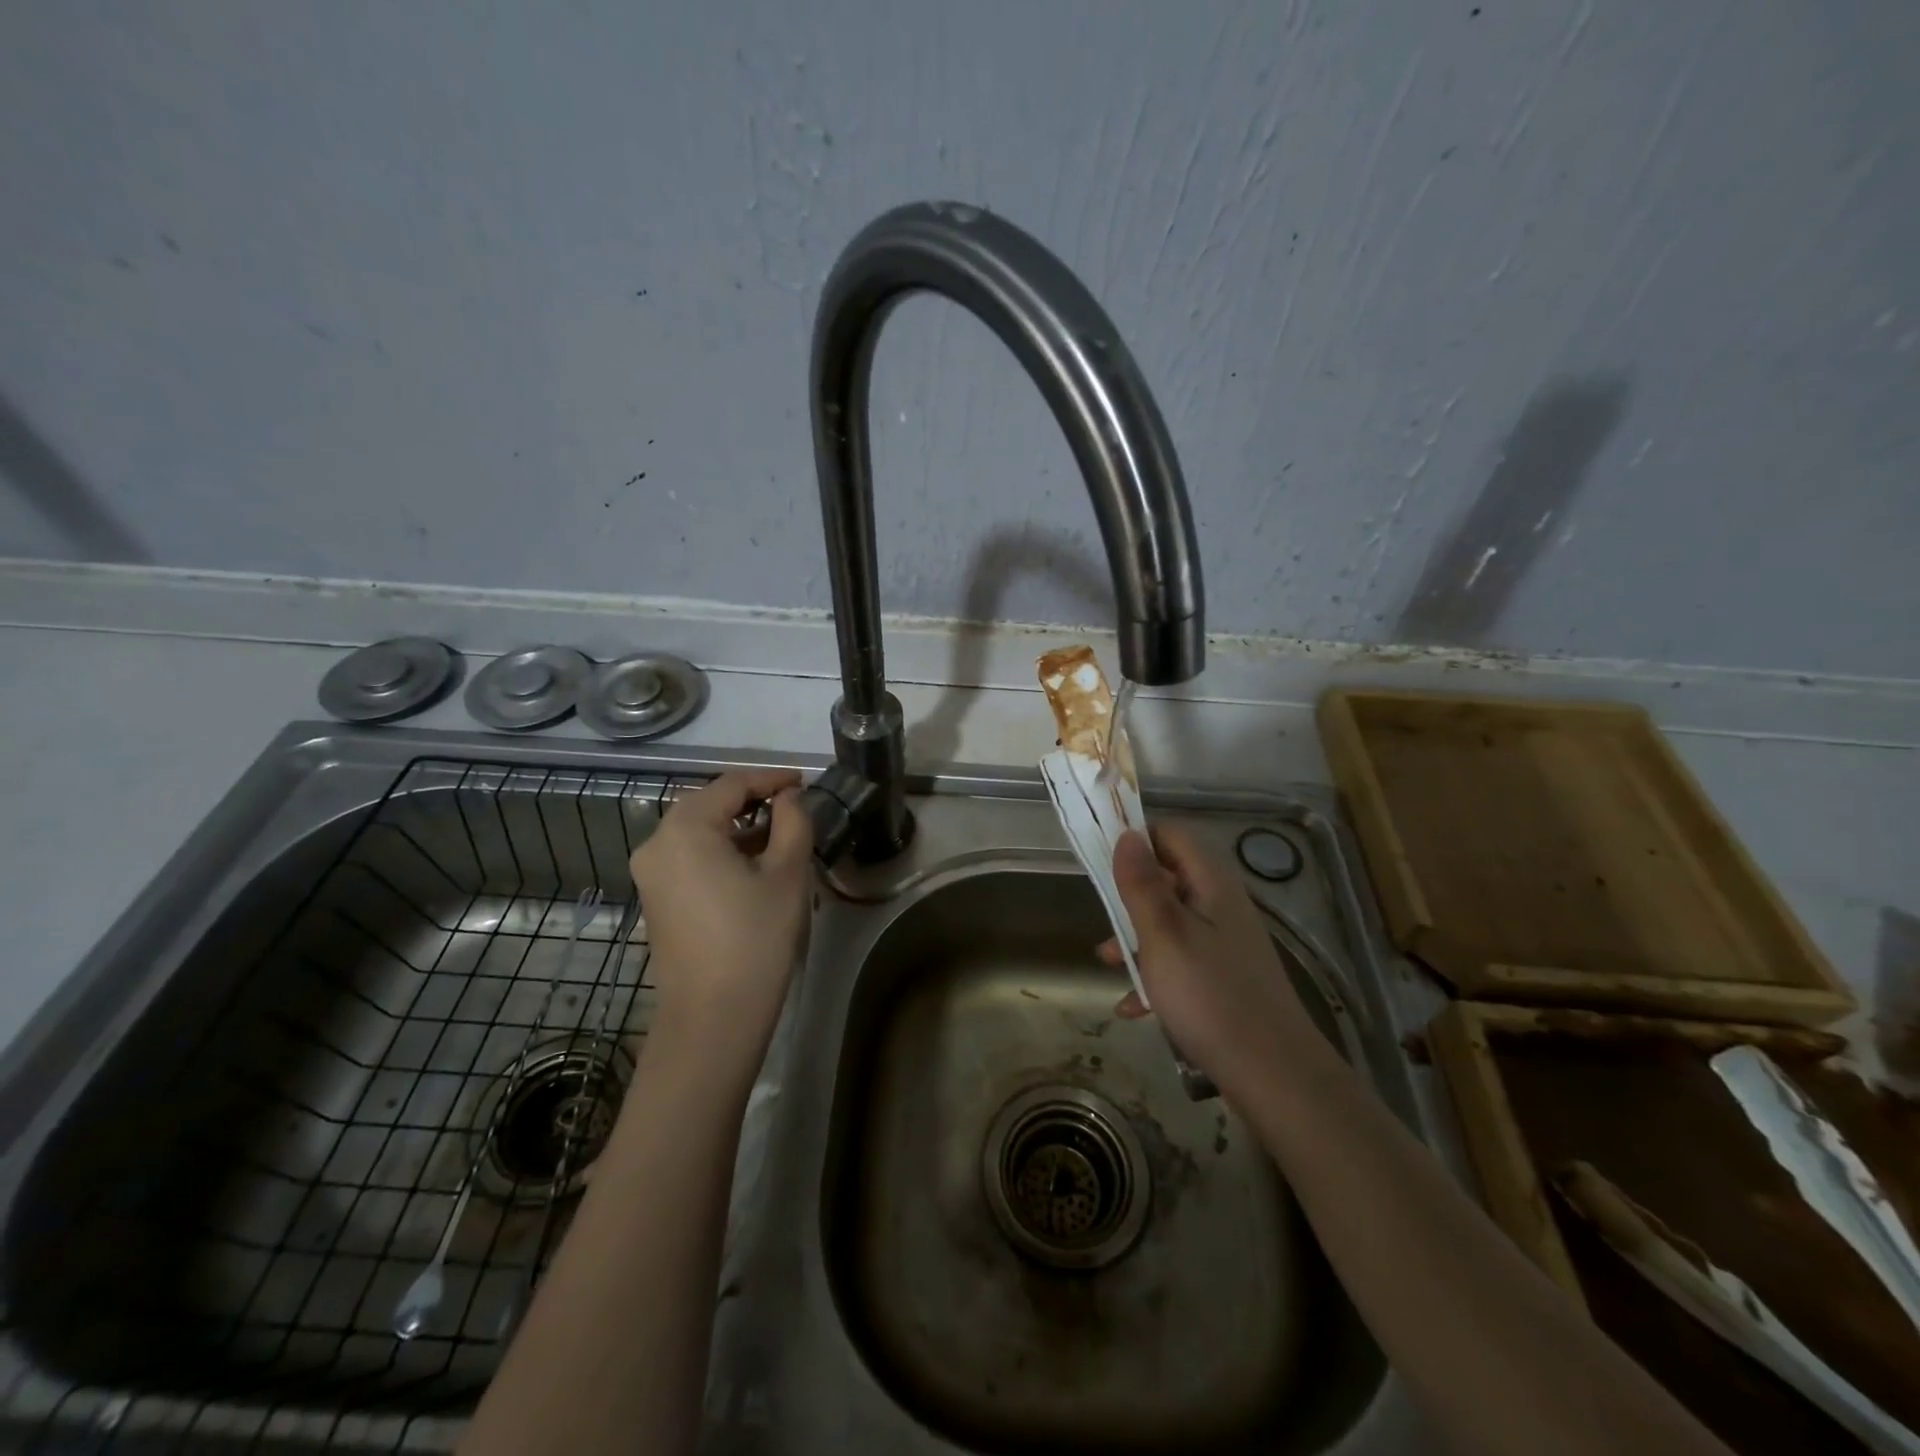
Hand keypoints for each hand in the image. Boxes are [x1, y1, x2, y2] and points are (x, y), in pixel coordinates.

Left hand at [628, 769, 813, 1073]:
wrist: (713, 1019)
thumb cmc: (755, 939)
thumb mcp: (788, 873)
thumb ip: (793, 821)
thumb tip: (788, 799)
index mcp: (685, 828)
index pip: (732, 784)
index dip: (772, 778)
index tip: (805, 781)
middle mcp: (657, 843)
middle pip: (710, 804)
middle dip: (754, 800)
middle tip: (795, 805)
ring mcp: (651, 874)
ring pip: (699, 831)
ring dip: (739, 827)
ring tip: (782, 835)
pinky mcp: (656, 899)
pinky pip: (690, 857)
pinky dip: (722, 850)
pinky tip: (754, 864)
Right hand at [1100, 826, 1323, 1097]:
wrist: (1273, 1075)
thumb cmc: (1209, 996)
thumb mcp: (1163, 936)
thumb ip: (1142, 885)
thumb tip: (1127, 836)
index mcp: (1211, 884)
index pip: (1171, 836)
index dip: (1136, 842)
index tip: (1101, 863)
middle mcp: (1221, 905)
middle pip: (1167, 879)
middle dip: (1130, 898)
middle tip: (1103, 919)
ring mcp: (1226, 943)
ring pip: (1170, 923)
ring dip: (1137, 940)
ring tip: (1111, 965)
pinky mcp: (1224, 977)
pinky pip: (1181, 961)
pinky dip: (1155, 975)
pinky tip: (1133, 1007)